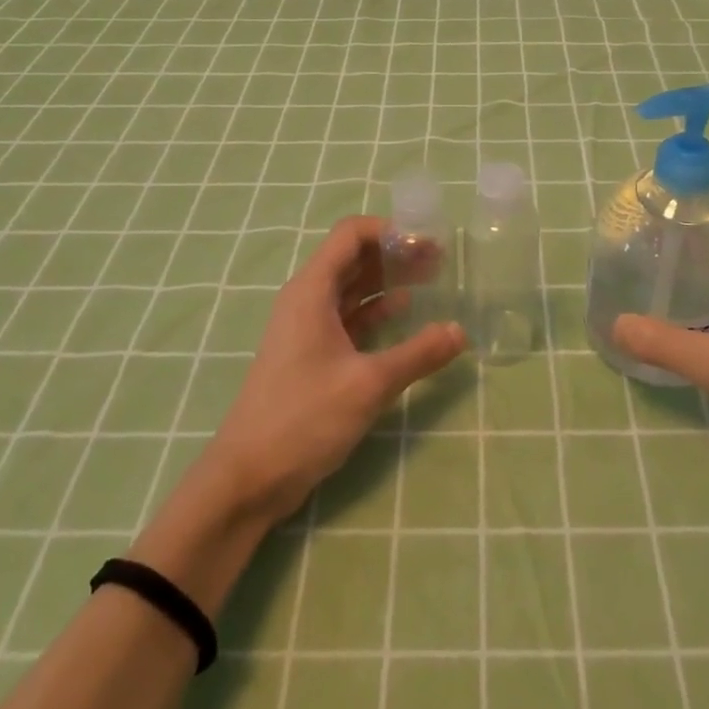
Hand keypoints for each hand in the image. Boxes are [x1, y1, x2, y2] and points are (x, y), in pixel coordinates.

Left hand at [190, 216, 466, 526]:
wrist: (248, 478)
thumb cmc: (303, 418)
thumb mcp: (368, 384)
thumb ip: (417, 354)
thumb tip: (460, 331)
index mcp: (312, 290)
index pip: (351, 235)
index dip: (390, 230)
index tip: (427, 243)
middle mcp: (307, 299)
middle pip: (353, 258)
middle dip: (395, 254)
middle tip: (438, 262)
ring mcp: (306, 328)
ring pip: (351, 288)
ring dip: (387, 281)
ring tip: (430, 282)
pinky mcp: (310, 354)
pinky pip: (347, 317)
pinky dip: (375, 310)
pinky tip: (403, 314)